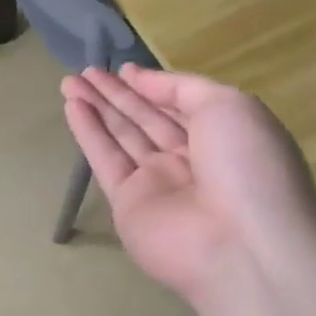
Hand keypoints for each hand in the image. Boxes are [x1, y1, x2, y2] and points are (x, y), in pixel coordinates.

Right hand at [61, 64, 315, 308]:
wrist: (242, 247)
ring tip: (69, 81)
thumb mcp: (228, 106)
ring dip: (97, 107)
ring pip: (122, 136)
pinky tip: (72, 106)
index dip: (152, 86)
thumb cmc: (246, 166)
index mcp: (222, 138)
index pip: (180, 105)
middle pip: (146, 119)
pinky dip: (88, 133)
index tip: (122, 68)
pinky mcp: (128, 205)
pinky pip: (106, 160)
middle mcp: (190, 161)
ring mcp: (158, 184)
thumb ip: (180, 87)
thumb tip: (138, 78)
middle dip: (116, 94)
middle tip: (86, 71)